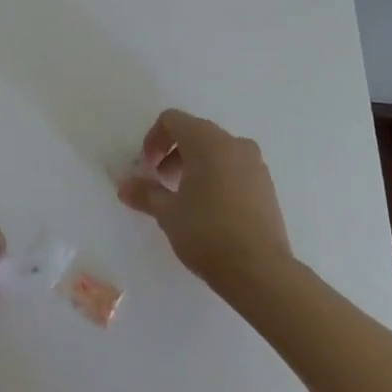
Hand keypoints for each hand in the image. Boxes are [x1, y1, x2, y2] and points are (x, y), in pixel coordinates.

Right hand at [118, 109, 292, 290]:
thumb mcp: (167, 213)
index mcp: (207, 140)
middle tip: (161, 183)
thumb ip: (145, 193)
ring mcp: (255, 164)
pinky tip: (211, 210)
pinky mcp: (267, 186)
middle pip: (195, 133)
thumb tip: (125, 186)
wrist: (260, 271)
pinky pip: (235, 169)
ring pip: (217, 152)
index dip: (154, 139)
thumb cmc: (207, 232)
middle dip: (173, 154)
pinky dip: (217, 177)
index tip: (147, 168)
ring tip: (185, 199)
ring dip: (196, 166)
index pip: (172, 120)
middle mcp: (233, 143)